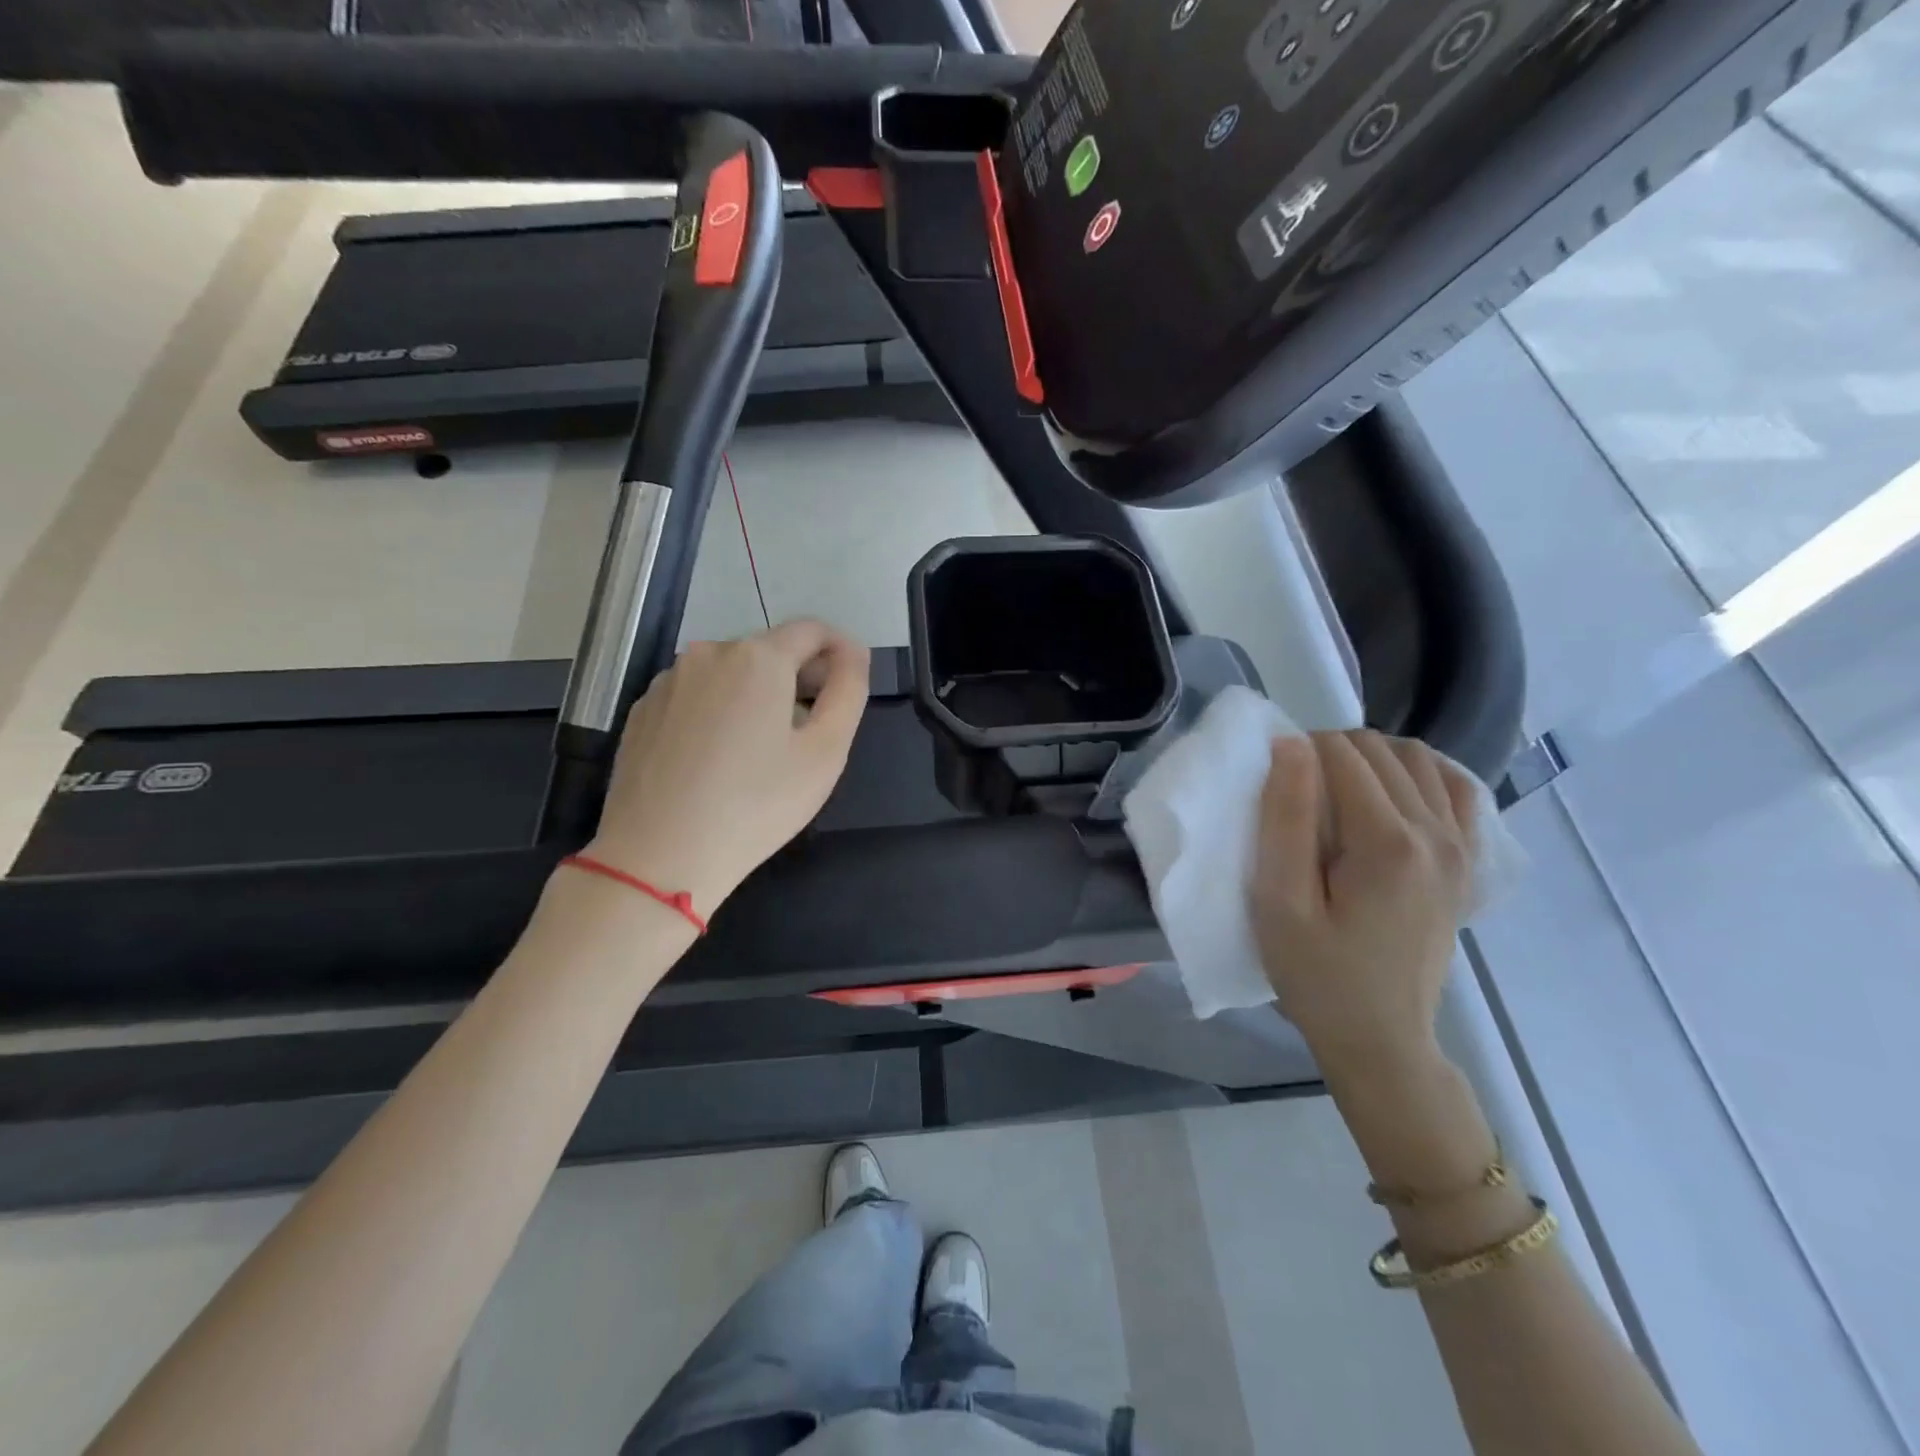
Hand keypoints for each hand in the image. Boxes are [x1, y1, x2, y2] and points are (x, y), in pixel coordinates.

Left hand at [585, 620, 868, 916]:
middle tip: (814, 728)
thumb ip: (849, 691)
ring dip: (758, 694)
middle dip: (800, 676)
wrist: (659, 856)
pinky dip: (719, 710)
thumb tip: (853, 654)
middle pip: (770, 650)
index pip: (813, 630)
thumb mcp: (826, 752)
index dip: (841, 650)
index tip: (851, 683)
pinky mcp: (642, 710)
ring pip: (730, 673)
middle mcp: (708, 653)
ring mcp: (668, 680)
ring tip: (764, 749)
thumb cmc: (756, 805)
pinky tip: (719, 758)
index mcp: (758, 657)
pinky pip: (696, 695)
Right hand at [1251, 731, 1479, 1075]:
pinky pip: (1454, 788)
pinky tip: (1388, 793)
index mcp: (1389, 843)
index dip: (1297, 752)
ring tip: (1333, 790)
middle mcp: (1438, 834)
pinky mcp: (1467, 862)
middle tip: (1292, 791)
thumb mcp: (1279, 902)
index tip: (1270, 783)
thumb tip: (1291, 745)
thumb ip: (1284, 818)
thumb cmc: (1316, 974)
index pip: (1342, 754)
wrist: (1381, 1039)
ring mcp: (1462, 848)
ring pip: (1417, 759)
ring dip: (1369, 758)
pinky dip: (1418, 774)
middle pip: (1380, 750)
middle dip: (1328, 751)